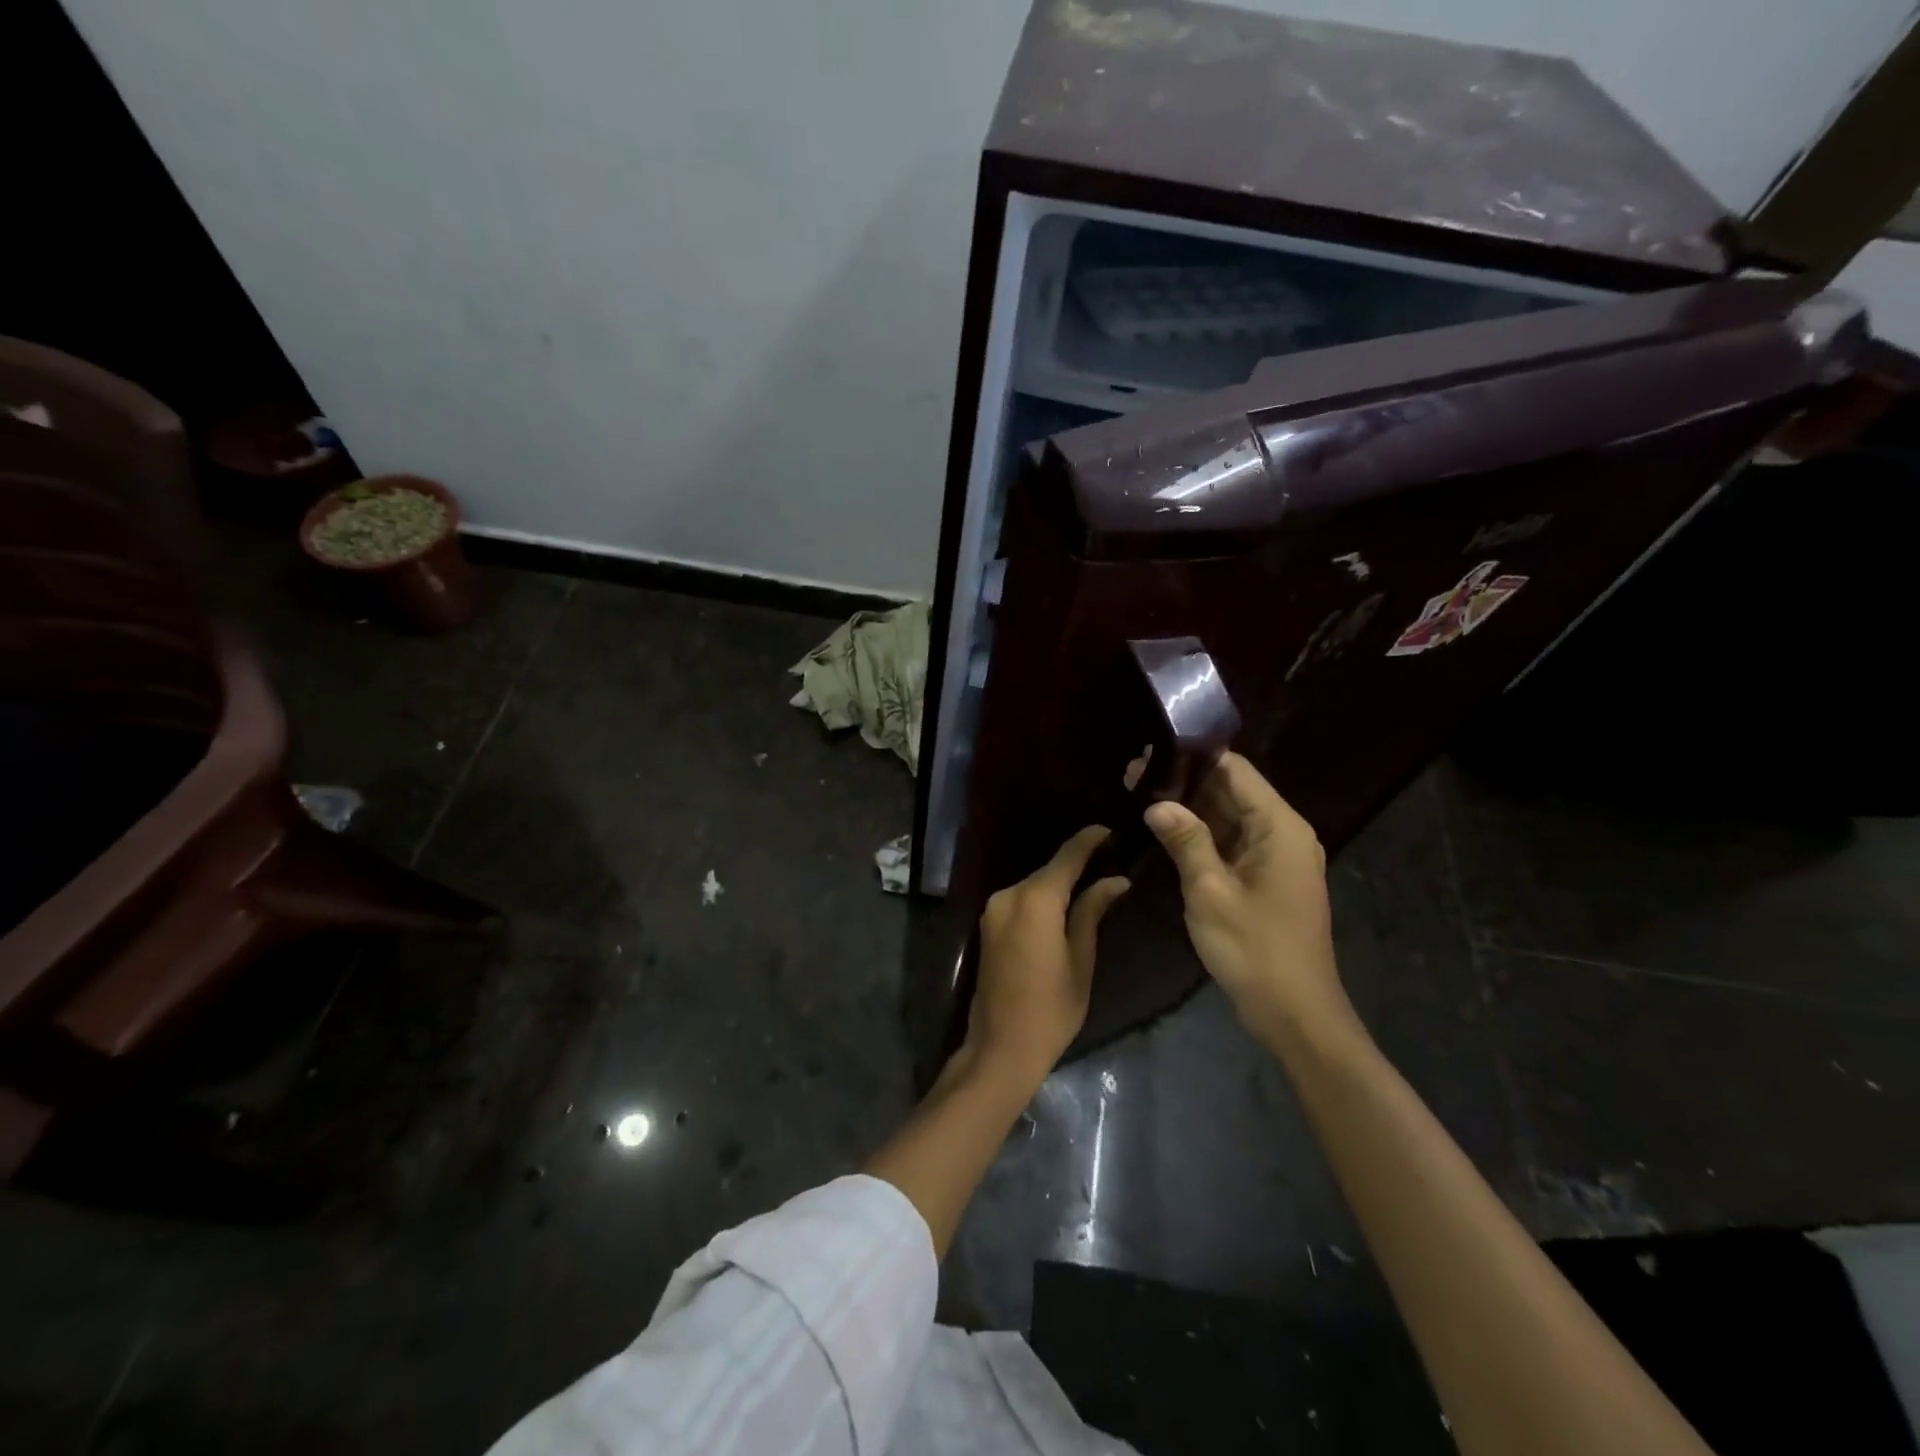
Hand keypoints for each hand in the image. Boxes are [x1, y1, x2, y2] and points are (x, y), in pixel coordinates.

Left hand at [964, 826, 1130, 1085]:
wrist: (1000, 1046)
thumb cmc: (1051, 1009)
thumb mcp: (1080, 960)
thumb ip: (1091, 912)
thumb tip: (1115, 881)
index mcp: (1035, 901)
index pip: (1067, 858)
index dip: (1089, 841)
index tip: (1110, 829)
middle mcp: (1008, 895)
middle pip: (1048, 871)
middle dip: (1077, 863)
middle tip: (1110, 859)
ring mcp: (993, 909)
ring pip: (1034, 885)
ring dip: (1059, 882)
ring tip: (1093, 881)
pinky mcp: (988, 924)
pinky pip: (1021, 900)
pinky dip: (1043, 897)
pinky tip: (1064, 904)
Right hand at [1143, 753, 1355, 1047]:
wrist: (1295, 1013)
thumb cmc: (1254, 949)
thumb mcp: (1210, 891)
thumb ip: (1185, 840)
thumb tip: (1156, 803)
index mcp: (1278, 826)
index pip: (1234, 770)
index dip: (1192, 758)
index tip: (1149, 756)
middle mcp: (1282, 833)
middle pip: (1230, 791)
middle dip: (1183, 783)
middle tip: (1131, 776)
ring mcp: (1275, 857)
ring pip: (1229, 817)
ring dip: (1189, 809)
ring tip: (1138, 797)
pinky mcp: (1266, 878)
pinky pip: (1231, 843)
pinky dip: (1201, 835)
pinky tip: (1164, 832)